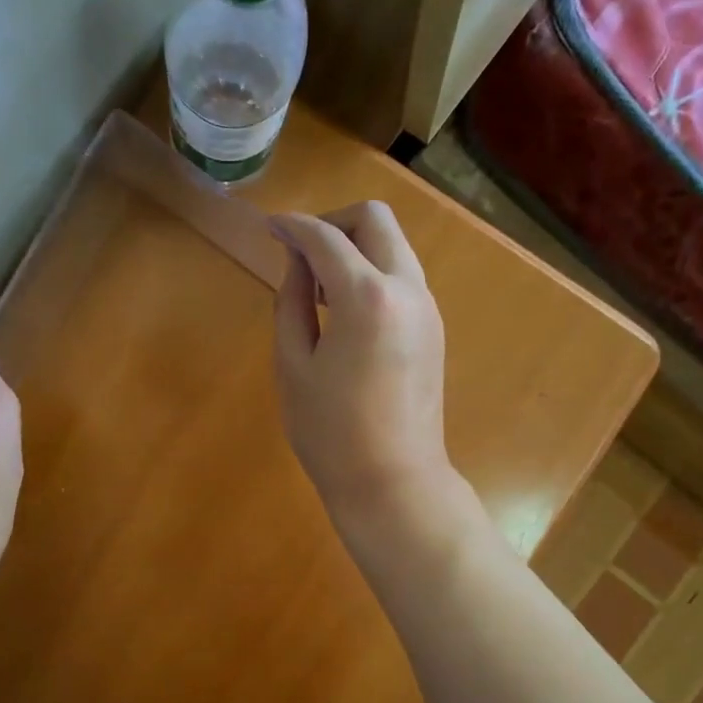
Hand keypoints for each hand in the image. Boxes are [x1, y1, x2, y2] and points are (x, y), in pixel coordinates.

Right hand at [271, 203, 458, 533]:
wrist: (393, 482)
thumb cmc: (331, 433)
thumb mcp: (294, 365)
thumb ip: (292, 302)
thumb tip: (297, 262)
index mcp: (367, 297)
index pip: (326, 238)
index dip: (293, 226)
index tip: (269, 227)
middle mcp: (407, 289)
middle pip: (374, 220)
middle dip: (333, 222)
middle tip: (299, 252)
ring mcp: (427, 308)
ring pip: (394, 246)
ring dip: (355, 248)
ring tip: (317, 287)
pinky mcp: (433, 329)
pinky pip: (402, 277)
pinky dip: (372, 273)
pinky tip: (345, 310)